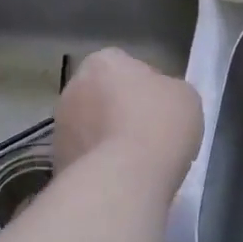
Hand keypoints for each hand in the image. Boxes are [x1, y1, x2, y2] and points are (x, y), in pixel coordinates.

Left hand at [53, 48, 202, 193]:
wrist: (124, 179)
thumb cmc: (160, 125)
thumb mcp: (185, 97)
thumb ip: (168, 90)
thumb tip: (158, 100)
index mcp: (103, 62)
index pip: (126, 66)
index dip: (147, 87)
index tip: (163, 109)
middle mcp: (73, 87)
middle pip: (103, 96)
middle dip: (121, 112)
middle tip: (149, 134)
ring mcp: (60, 127)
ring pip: (91, 128)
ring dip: (107, 139)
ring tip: (137, 163)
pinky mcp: (57, 162)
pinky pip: (86, 157)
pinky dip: (100, 165)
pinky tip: (122, 179)